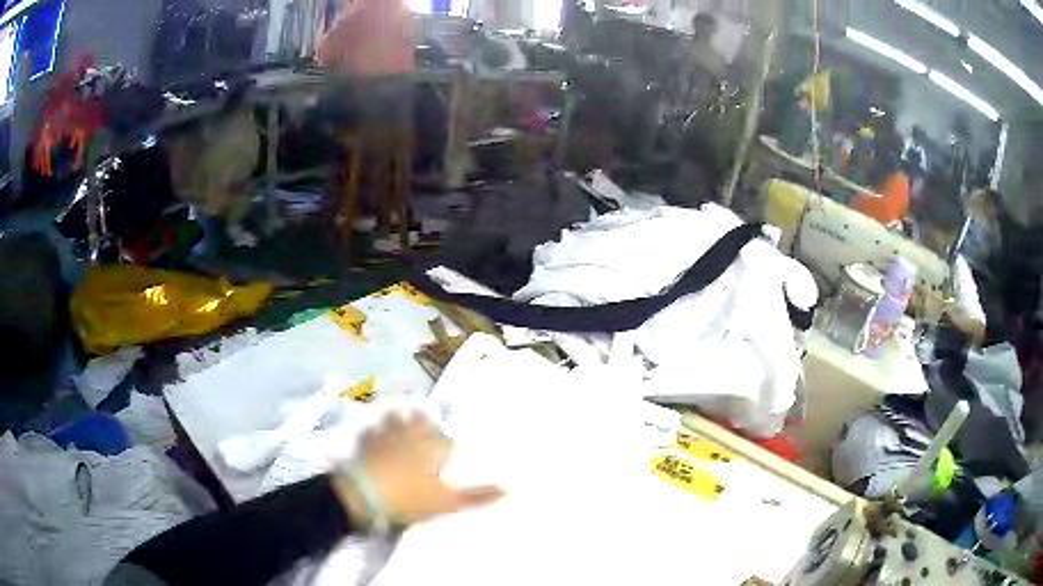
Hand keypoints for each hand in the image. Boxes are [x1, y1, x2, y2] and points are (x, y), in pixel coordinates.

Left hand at [334, 413, 503, 528]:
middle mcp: (412, 433)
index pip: (449, 443)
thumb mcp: (447, 502)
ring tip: (403, 429)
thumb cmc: (408, 497)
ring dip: (402, 419)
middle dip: (427, 425)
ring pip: (398, 417)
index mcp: (433, 446)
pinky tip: (376, 435)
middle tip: (426, 434)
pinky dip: (377, 427)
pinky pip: (374, 426)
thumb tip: (513, 487)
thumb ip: (479, 495)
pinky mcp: (365, 438)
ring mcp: (386, 433)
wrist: (362, 495)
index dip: (450, 452)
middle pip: (423, 420)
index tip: (448, 462)